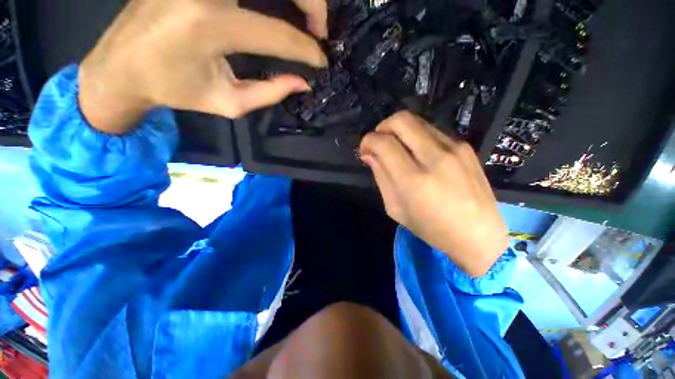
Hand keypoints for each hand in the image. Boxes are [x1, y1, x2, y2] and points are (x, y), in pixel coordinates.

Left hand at [79, 0, 327, 133]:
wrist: (122, 65)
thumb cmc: (173, 90)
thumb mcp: (228, 103)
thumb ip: (271, 93)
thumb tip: (303, 83)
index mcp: (209, 25)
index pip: (277, 34)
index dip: (306, 51)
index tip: (322, 63)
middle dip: (312, 2)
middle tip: (320, 29)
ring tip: (306, 13)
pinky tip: (277, 2)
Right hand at [359, 111, 508, 276]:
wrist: (478, 234)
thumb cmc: (431, 228)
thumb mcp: (395, 208)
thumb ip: (380, 177)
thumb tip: (369, 154)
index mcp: (413, 179)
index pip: (383, 143)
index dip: (368, 141)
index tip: (365, 149)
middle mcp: (434, 158)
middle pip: (401, 120)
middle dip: (383, 126)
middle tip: (379, 142)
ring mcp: (453, 148)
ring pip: (417, 121)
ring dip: (400, 130)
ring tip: (397, 147)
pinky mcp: (465, 147)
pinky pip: (432, 131)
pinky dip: (417, 136)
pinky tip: (417, 153)